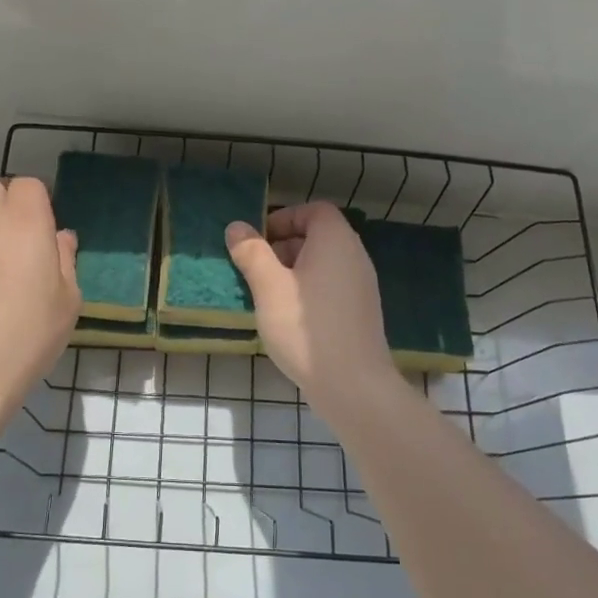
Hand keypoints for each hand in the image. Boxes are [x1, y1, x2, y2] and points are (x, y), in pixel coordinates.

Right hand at [225, 202, 400, 407]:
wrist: (353, 386)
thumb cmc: (306, 328)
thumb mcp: (269, 287)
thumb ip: (252, 253)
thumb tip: (237, 228)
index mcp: (336, 241)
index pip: (314, 211)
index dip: (284, 218)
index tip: (258, 241)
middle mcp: (354, 257)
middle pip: (318, 236)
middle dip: (283, 247)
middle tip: (256, 269)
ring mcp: (361, 287)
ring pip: (323, 264)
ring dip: (293, 272)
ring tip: (267, 295)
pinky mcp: (360, 313)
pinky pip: (330, 287)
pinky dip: (308, 291)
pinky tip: (288, 318)